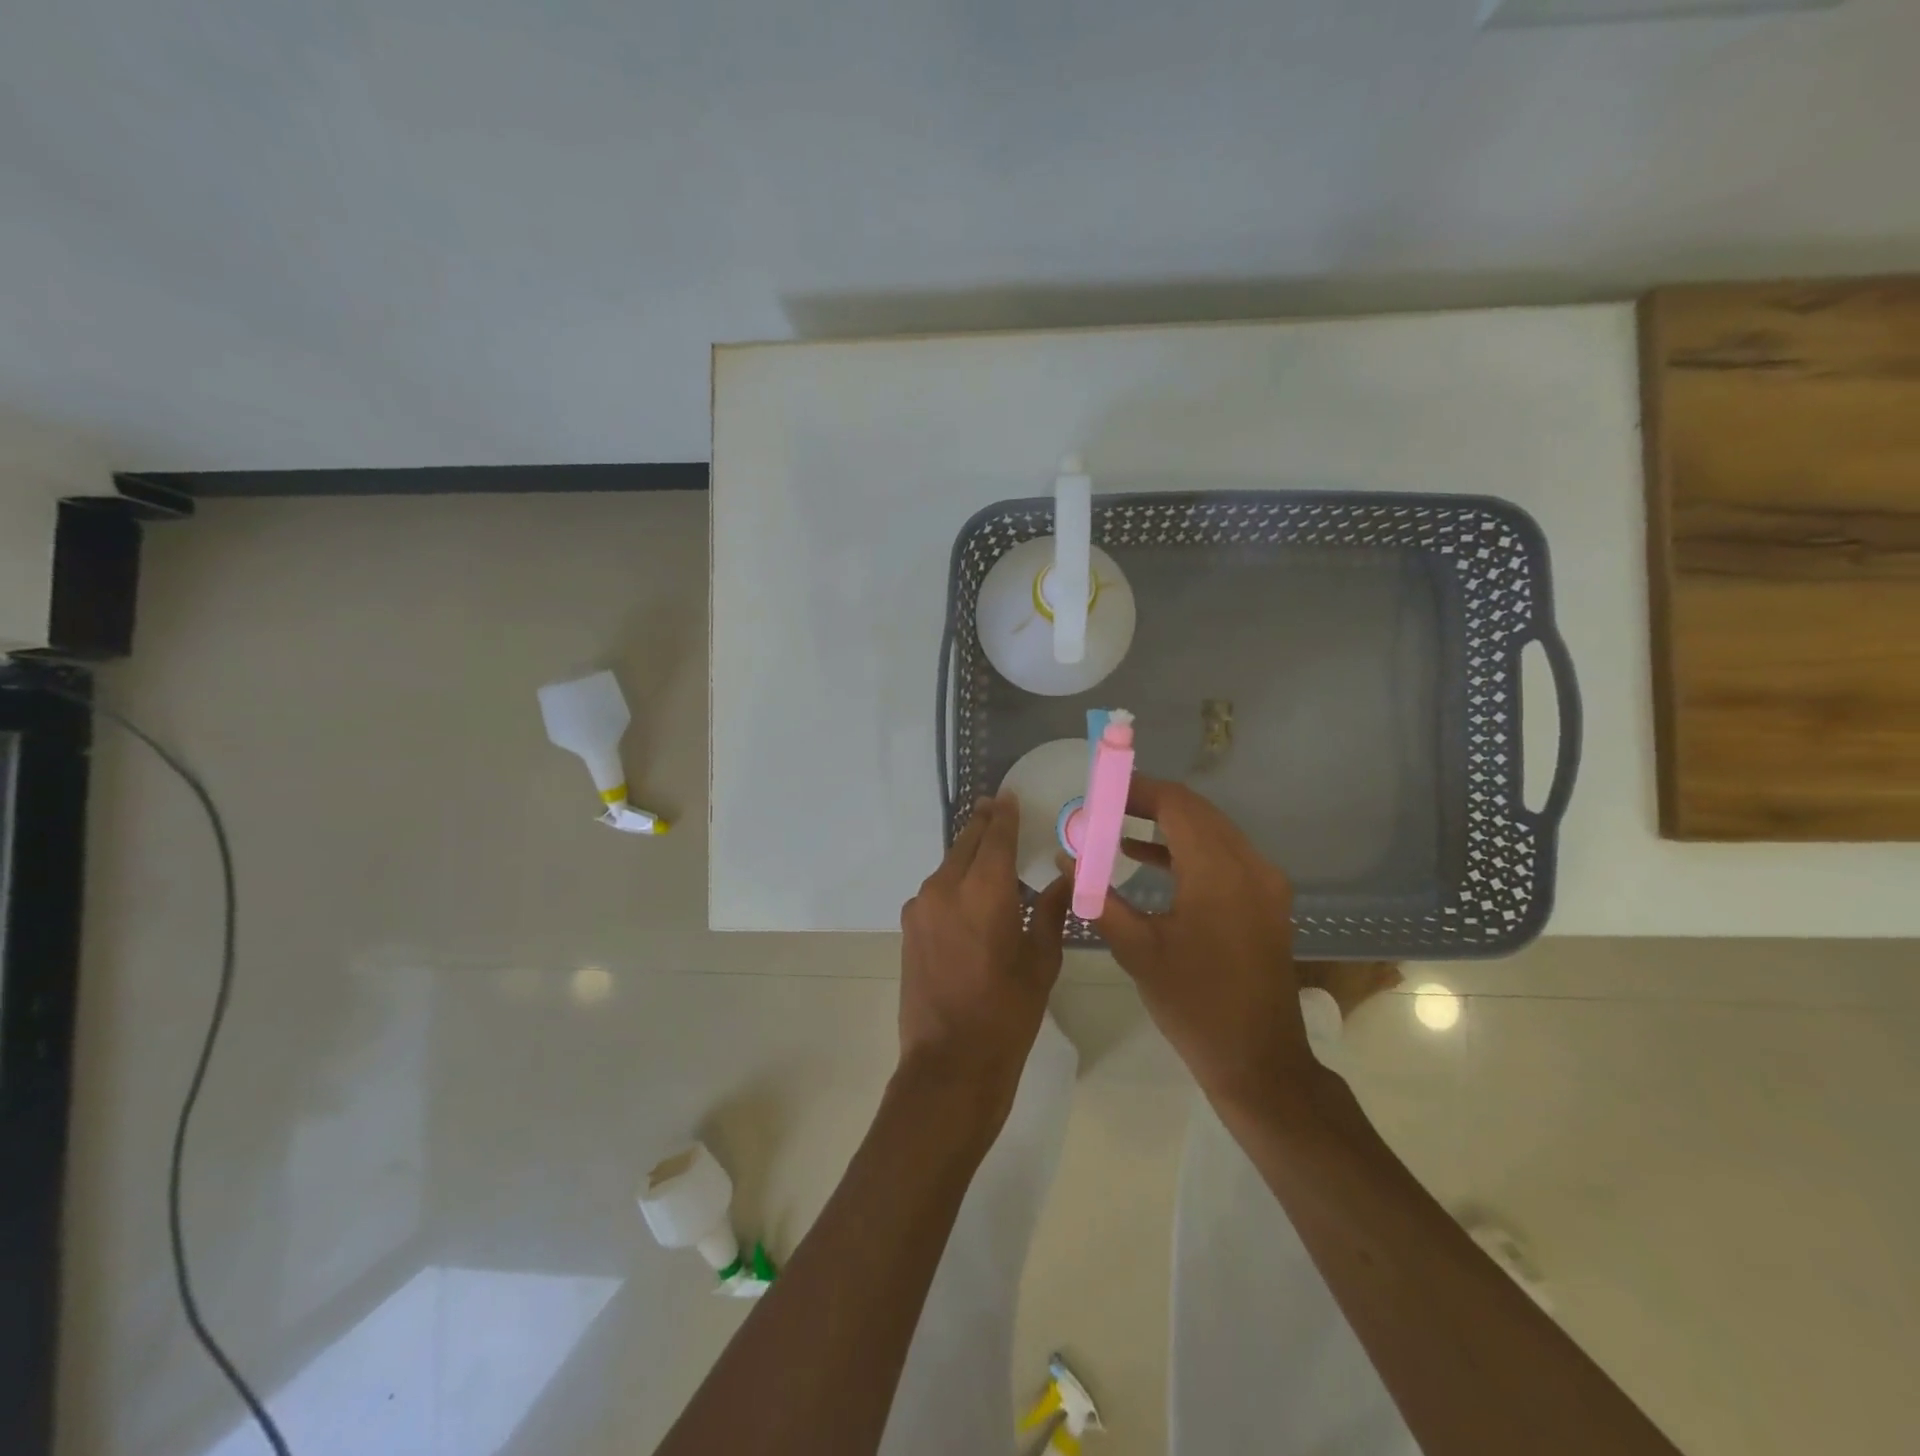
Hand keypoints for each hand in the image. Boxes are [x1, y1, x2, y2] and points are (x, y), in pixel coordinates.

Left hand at [898, 794, 1071, 1125]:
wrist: (949, 1062)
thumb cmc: (1007, 1013)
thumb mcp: (1041, 961)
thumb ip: (1052, 911)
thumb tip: (1065, 880)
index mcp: (984, 890)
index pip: (996, 835)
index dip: (1005, 813)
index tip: (1011, 796)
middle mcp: (946, 886)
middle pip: (967, 842)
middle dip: (984, 824)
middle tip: (999, 811)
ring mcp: (921, 906)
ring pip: (949, 865)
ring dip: (968, 855)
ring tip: (990, 855)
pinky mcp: (909, 926)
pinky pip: (936, 890)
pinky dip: (954, 882)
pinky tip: (970, 896)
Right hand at [1094, 776, 1313, 1107]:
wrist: (1258, 1060)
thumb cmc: (1193, 1004)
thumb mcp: (1137, 949)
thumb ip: (1098, 897)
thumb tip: (1066, 859)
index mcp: (1218, 872)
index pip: (1176, 804)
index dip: (1136, 790)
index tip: (1098, 790)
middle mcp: (1249, 864)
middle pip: (1195, 811)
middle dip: (1146, 802)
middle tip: (1101, 806)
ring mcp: (1263, 882)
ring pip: (1210, 829)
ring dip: (1165, 823)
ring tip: (1114, 824)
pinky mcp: (1264, 899)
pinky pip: (1222, 854)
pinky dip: (1185, 848)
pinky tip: (1144, 857)